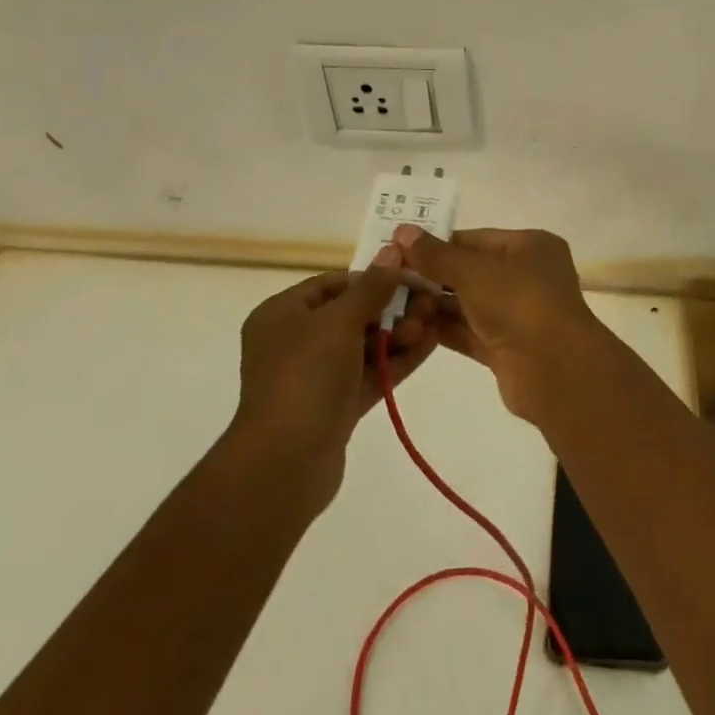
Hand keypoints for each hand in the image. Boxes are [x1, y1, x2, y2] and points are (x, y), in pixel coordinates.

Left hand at [227, 262, 437, 503]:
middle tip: (427, 303)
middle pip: (351, 313)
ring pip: (364, 344)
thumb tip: (392, 251)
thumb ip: (371, 286)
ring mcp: (316, 376)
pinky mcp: (337, 405)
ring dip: (398, 332)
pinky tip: (431, 344)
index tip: (408, 276)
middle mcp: (296, 342)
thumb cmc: (306, 377)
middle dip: (391, 307)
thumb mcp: (340, 321)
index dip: (371, 277)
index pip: (332, 284)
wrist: (285, 464)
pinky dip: (397, 359)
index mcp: (282, 315)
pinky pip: (371, 372)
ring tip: (432, 324)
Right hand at [385, 226, 599, 421]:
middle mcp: (527, 275)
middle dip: (432, 276)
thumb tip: (402, 231)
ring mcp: (518, 313)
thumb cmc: (519, 302)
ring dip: (434, 304)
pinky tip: (409, 327)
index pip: (476, 239)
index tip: (398, 250)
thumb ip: (436, 255)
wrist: (555, 369)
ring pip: (469, 304)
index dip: (438, 244)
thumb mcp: (473, 272)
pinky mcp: (507, 347)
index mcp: (530, 246)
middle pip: (471, 271)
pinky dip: (444, 329)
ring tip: (391, 302)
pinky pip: (470, 332)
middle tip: (388, 278)